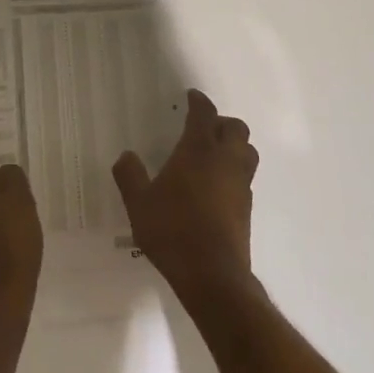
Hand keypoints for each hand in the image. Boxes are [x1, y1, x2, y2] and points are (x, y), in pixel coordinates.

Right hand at [113, 89, 258, 304]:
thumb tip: (126, 156)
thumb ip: (129, 175)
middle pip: (236, 128)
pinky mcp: (247, 208)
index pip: (204, 114)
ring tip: (213, 154)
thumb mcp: (139, 203)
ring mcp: (240, 185)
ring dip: (234, 145)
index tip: (191, 97)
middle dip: (221, 122)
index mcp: (199, 150)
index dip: (198, 102)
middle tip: (202, 128)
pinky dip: (234, 171)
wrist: (212, 275)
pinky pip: (245, 177)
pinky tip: (215, 186)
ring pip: (247, 151)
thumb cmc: (172, 230)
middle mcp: (225, 160)